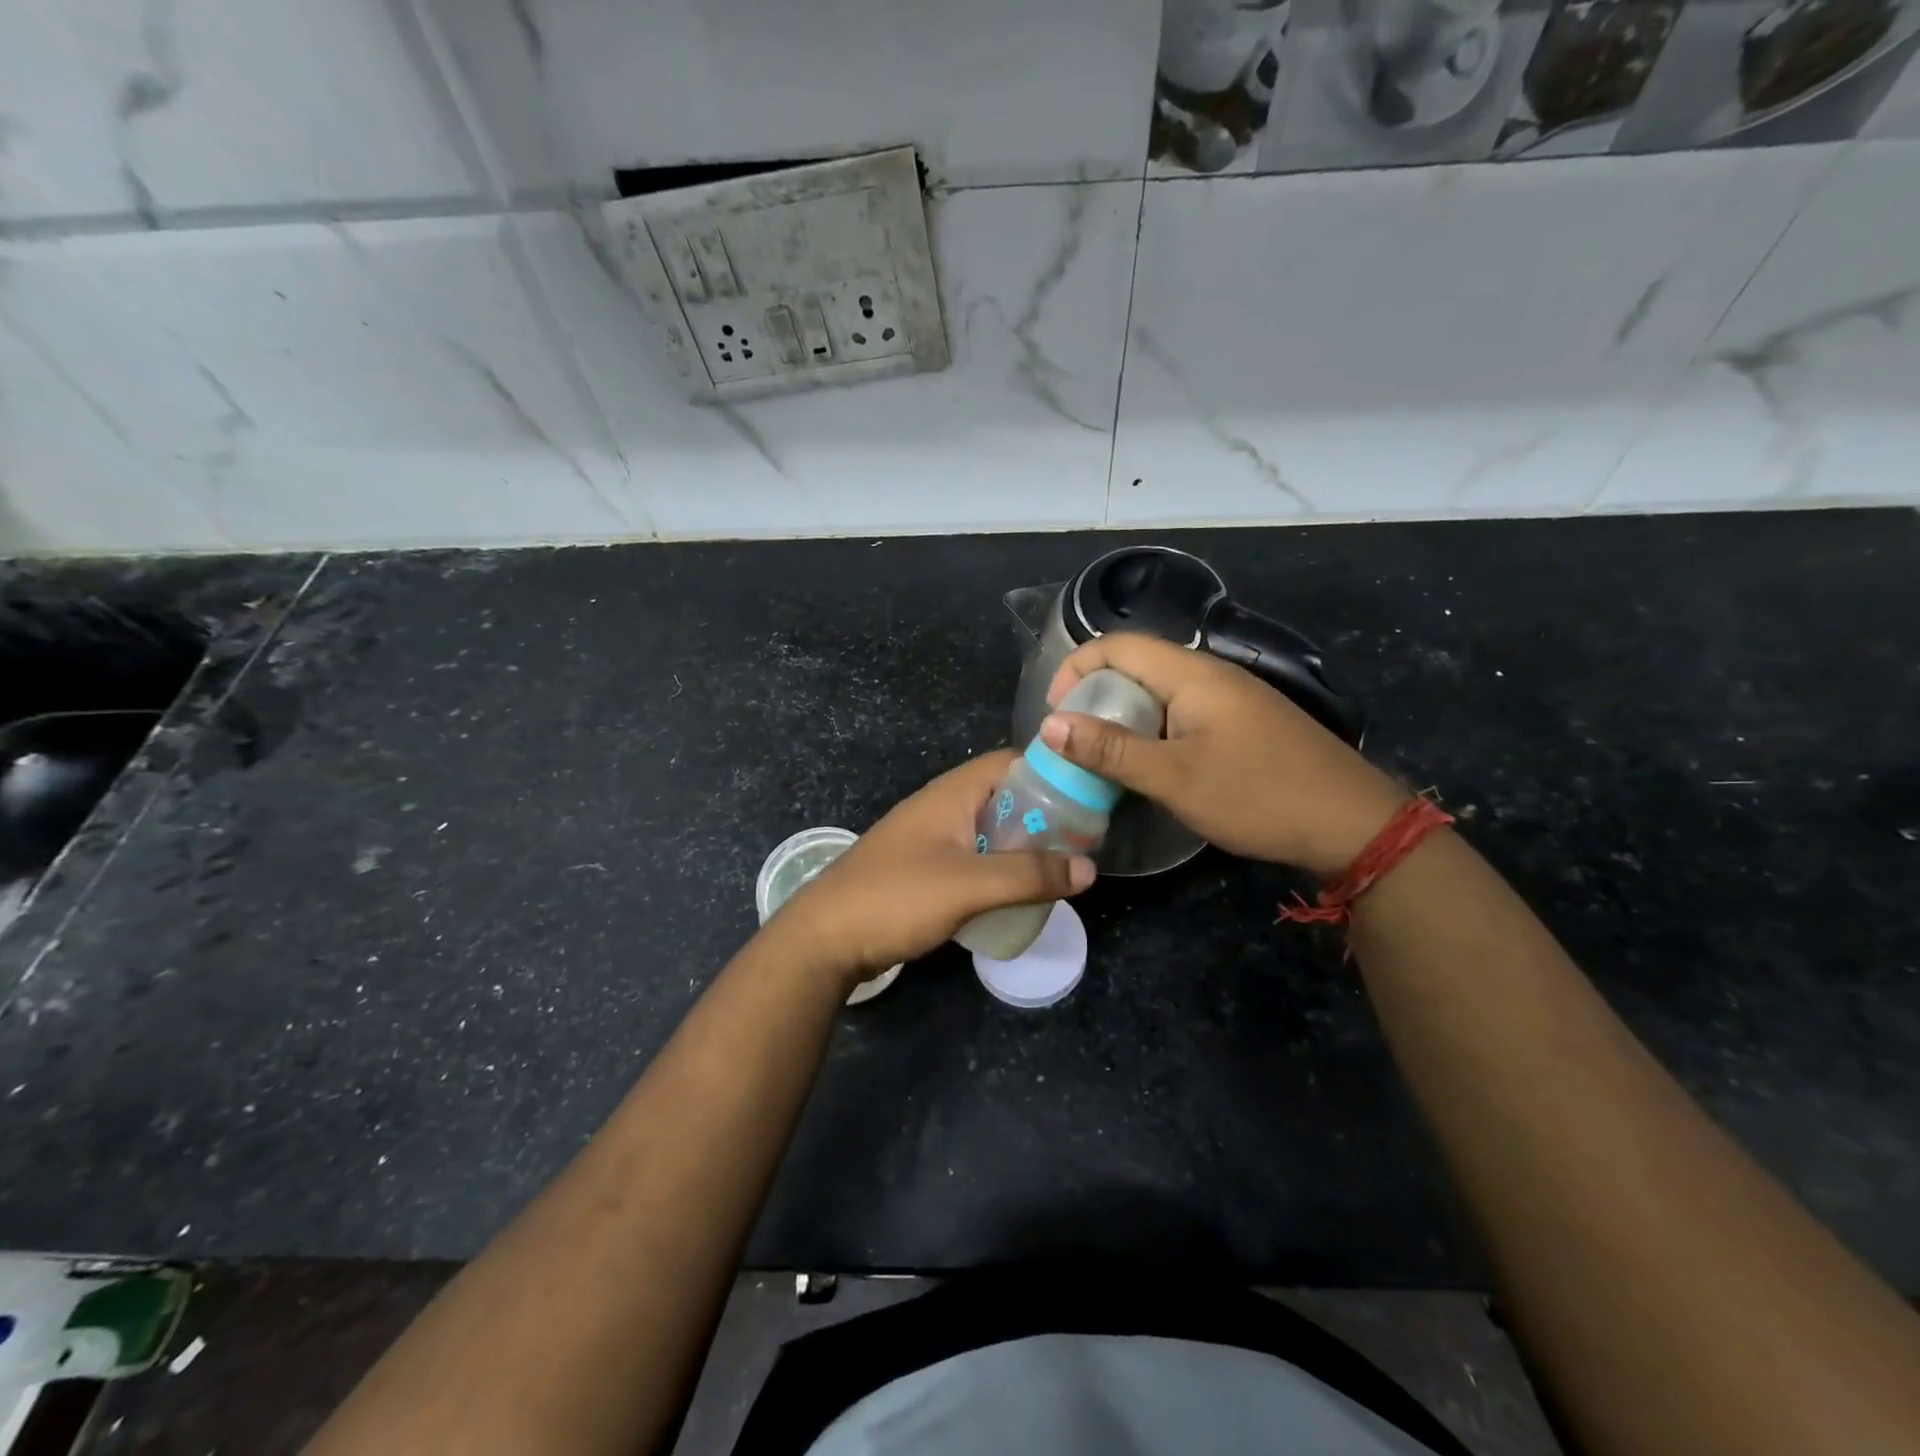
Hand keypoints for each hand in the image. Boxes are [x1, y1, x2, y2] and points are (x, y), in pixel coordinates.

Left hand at [772, 750, 1094, 986]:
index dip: (1051, 771)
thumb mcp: (970, 885)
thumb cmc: (897, 897)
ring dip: (1022, 844)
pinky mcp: (923, 869)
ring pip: (989, 829)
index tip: (1089, 796)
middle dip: (1044, 814)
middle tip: (1083, 841)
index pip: (1011, 761)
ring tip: (1060, 867)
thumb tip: (1090, 868)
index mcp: (952, 793)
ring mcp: (930, 838)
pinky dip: (999, 867)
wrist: (825, 938)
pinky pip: (973, 857)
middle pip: (1004, 796)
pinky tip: (1018, 892)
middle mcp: (942, 806)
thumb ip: (1030, 875)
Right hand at [1042, 633, 1406, 877]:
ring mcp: (1231, 699)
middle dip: (1095, 695)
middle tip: (1072, 741)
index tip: (1053, 713)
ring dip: (1123, 715)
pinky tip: (1148, 764)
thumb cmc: (1257, 795)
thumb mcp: (1174, 777)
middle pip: (1137, 665)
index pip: (1118, 646)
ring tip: (1100, 755)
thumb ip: (1110, 750)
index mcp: (1192, 674)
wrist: (1351, 824)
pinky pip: (1182, 712)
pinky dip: (1151, 730)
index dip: (1075, 668)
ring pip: (1159, 692)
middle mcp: (1210, 675)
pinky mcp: (1242, 724)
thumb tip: (1048, 725)